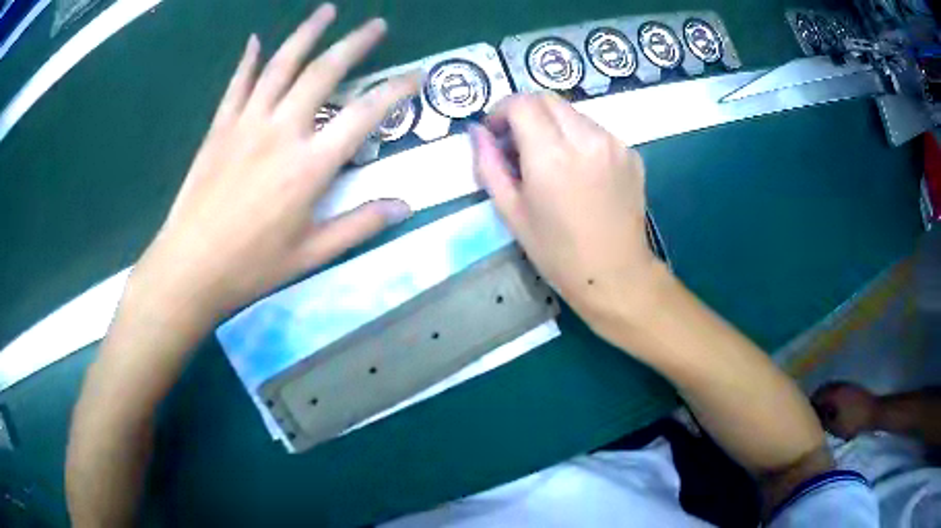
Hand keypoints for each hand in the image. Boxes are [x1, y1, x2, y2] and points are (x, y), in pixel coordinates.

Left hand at [131, 4, 417, 323]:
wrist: (190, 266)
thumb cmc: (252, 266)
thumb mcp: (312, 254)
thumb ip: (359, 225)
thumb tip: (404, 206)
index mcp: (310, 165)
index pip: (364, 115)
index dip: (395, 91)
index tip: (415, 75)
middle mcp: (282, 131)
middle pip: (324, 72)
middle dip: (355, 43)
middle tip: (376, 24)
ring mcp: (247, 123)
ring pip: (281, 65)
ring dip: (307, 33)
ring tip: (326, 11)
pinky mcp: (220, 128)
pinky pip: (237, 84)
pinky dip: (248, 60)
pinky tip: (255, 40)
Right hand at [471, 93, 662, 337]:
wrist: (616, 274)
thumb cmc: (558, 252)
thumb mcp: (512, 212)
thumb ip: (489, 165)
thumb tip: (476, 132)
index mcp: (552, 155)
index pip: (522, 103)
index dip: (501, 111)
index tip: (496, 133)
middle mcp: (587, 139)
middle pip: (548, 99)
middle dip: (526, 112)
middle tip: (518, 143)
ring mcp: (615, 144)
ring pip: (574, 114)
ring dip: (553, 125)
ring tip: (550, 160)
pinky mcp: (632, 153)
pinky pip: (597, 131)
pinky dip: (579, 139)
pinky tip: (580, 172)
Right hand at [812, 382, 878, 439]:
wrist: (873, 412)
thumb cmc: (853, 422)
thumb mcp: (835, 427)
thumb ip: (823, 422)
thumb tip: (814, 419)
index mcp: (832, 393)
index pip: (815, 397)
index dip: (809, 407)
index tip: (806, 419)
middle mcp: (838, 385)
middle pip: (822, 391)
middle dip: (817, 402)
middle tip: (813, 417)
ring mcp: (846, 385)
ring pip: (831, 390)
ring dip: (826, 400)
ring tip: (823, 414)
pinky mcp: (852, 388)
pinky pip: (838, 391)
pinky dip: (833, 398)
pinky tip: (834, 409)